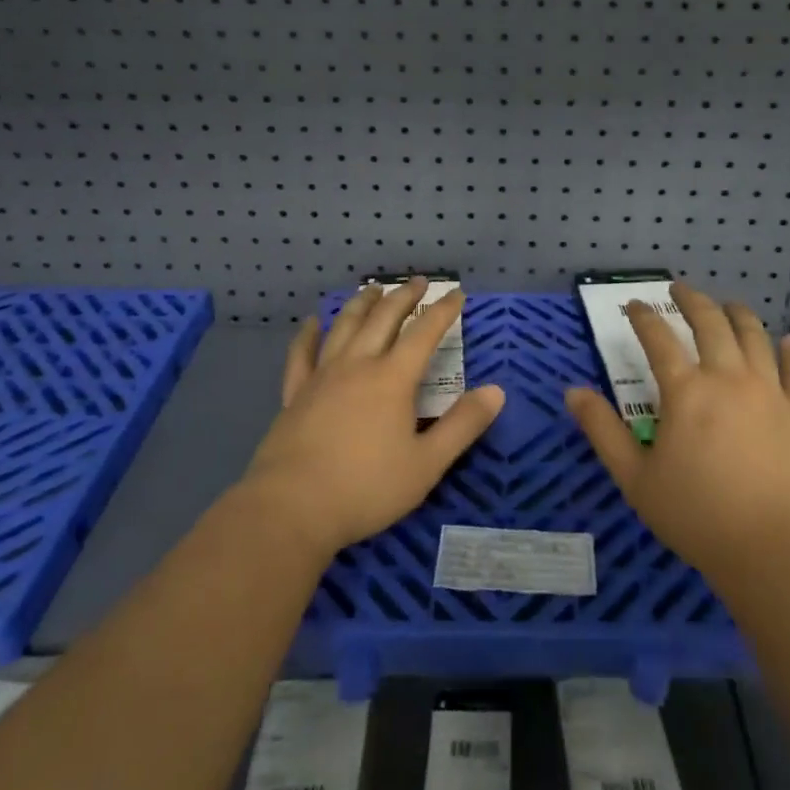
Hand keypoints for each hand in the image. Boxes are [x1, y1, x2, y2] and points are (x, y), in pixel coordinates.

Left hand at [243, 278, 504, 563]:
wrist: (292, 507)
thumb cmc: (366, 488)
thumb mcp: (426, 464)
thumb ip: (463, 426)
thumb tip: (497, 391)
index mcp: (392, 379)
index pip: (424, 333)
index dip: (443, 311)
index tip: (456, 293)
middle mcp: (358, 365)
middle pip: (383, 319)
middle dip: (403, 297)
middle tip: (417, 281)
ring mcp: (322, 376)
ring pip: (344, 327)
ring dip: (362, 304)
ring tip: (373, 288)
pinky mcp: (296, 393)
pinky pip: (302, 354)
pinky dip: (309, 334)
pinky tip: (313, 323)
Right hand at [566, 281, 789, 592]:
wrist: (775, 552)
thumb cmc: (697, 516)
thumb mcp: (635, 478)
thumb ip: (602, 430)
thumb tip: (572, 391)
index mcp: (686, 391)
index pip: (658, 339)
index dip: (643, 316)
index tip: (634, 305)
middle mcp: (729, 378)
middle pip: (711, 323)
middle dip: (692, 300)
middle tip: (680, 289)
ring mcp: (770, 392)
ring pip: (755, 336)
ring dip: (738, 314)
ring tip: (728, 305)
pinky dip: (788, 351)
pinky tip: (785, 341)